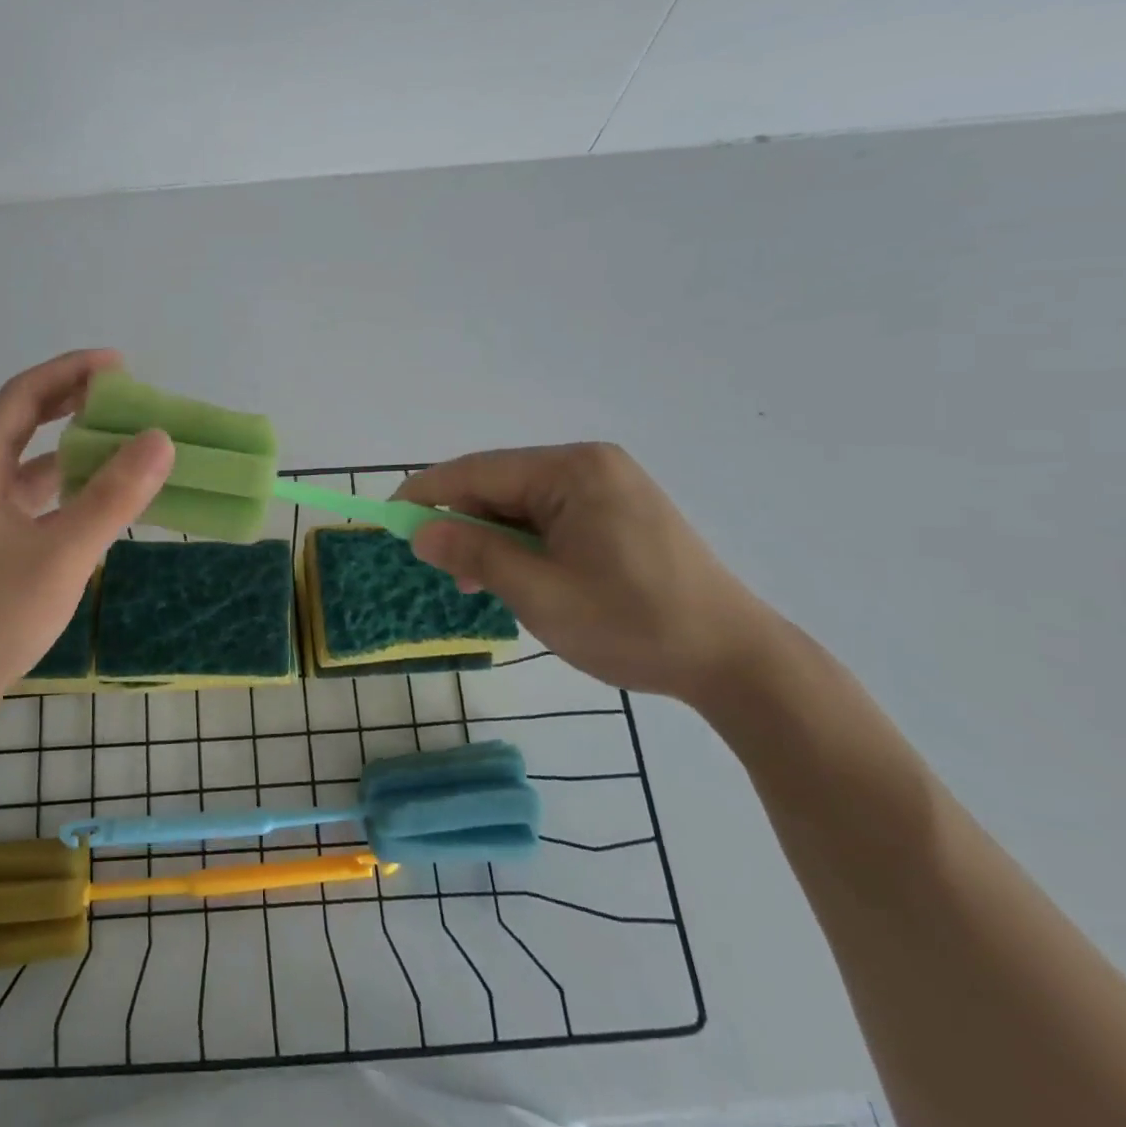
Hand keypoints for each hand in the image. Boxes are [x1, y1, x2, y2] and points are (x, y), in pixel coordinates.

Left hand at [0, 350, 172, 727]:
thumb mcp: (61, 555)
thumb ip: (112, 497)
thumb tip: (160, 440)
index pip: (25, 394)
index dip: (72, 370)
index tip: (121, 364)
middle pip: (24, 419)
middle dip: (74, 399)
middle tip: (127, 393)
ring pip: (29, 458)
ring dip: (73, 442)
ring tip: (123, 436)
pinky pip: (33, 493)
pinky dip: (67, 483)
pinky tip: (99, 493)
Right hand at [396, 445, 777, 705]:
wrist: (736, 661)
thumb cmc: (633, 624)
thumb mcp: (540, 594)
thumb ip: (475, 556)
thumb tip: (420, 532)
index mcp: (574, 471)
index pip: (479, 471)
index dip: (427, 493)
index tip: (389, 517)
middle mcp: (590, 465)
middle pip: (500, 484)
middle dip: (464, 523)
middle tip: (441, 569)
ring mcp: (608, 486)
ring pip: (522, 503)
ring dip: (493, 538)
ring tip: (479, 585)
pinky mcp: (619, 511)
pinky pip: (550, 516)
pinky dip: (523, 543)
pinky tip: (517, 576)